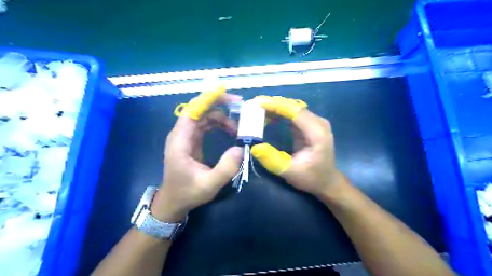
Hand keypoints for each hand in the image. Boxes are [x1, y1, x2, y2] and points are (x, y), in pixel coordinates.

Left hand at [150, 89, 241, 223]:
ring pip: (204, 116)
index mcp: (180, 141)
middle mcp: (181, 134)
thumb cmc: (188, 193)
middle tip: (240, 106)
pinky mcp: (192, 140)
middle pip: (199, 109)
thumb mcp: (208, 185)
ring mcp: (187, 136)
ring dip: (222, 116)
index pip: (192, 111)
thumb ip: (225, 169)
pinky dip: (219, 123)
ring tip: (238, 126)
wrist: (174, 201)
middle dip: (219, 104)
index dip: (207, 99)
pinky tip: (230, 130)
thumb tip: (240, 148)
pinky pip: (206, 124)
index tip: (225, 93)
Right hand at [254, 95, 344, 198]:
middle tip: (253, 104)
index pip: (296, 111)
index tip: (258, 103)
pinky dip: (279, 113)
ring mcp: (314, 123)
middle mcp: (318, 123)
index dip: (276, 105)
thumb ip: (273, 160)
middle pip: (294, 106)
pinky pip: (293, 114)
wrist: (327, 181)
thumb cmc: (311, 178)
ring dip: (275, 107)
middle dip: (273, 103)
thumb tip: (255, 147)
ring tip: (257, 109)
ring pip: (293, 108)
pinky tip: (267, 116)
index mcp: (317, 133)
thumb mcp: (290, 172)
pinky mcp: (309, 125)